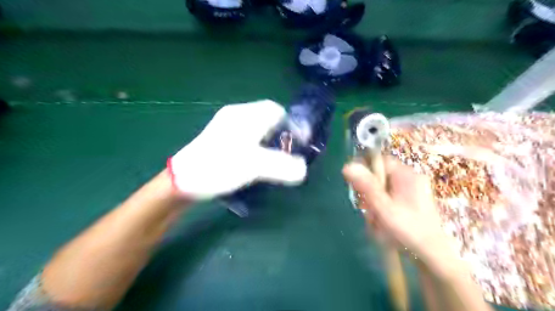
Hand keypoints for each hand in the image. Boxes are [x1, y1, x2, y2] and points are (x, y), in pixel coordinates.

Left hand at [169, 101, 307, 200]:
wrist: (183, 180)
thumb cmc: (219, 167)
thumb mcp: (255, 166)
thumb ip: (283, 166)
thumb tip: (303, 169)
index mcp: (245, 115)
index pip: (275, 109)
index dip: (290, 124)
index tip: (296, 142)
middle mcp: (236, 115)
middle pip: (267, 118)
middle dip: (279, 133)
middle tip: (285, 152)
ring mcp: (226, 126)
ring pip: (256, 128)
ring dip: (268, 140)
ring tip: (272, 158)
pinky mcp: (220, 138)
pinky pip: (246, 136)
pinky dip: (256, 145)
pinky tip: (254, 160)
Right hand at [346, 159, 457, 262]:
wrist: (433, 256)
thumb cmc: (408, 230)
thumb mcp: (383, 207)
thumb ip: (366, 186)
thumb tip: (347, 166)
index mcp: (407, 175)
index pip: (380, 161)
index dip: (365, 170)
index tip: (357, 187)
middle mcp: (411, 178)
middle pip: (380, 175)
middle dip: (370, 192)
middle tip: (368, 210)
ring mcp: (413, 190)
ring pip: (383, 188)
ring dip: (375, 203)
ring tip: (376, 220)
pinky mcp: (412, 201)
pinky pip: (390, 197)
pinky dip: (382, 207)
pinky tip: (383, 221)